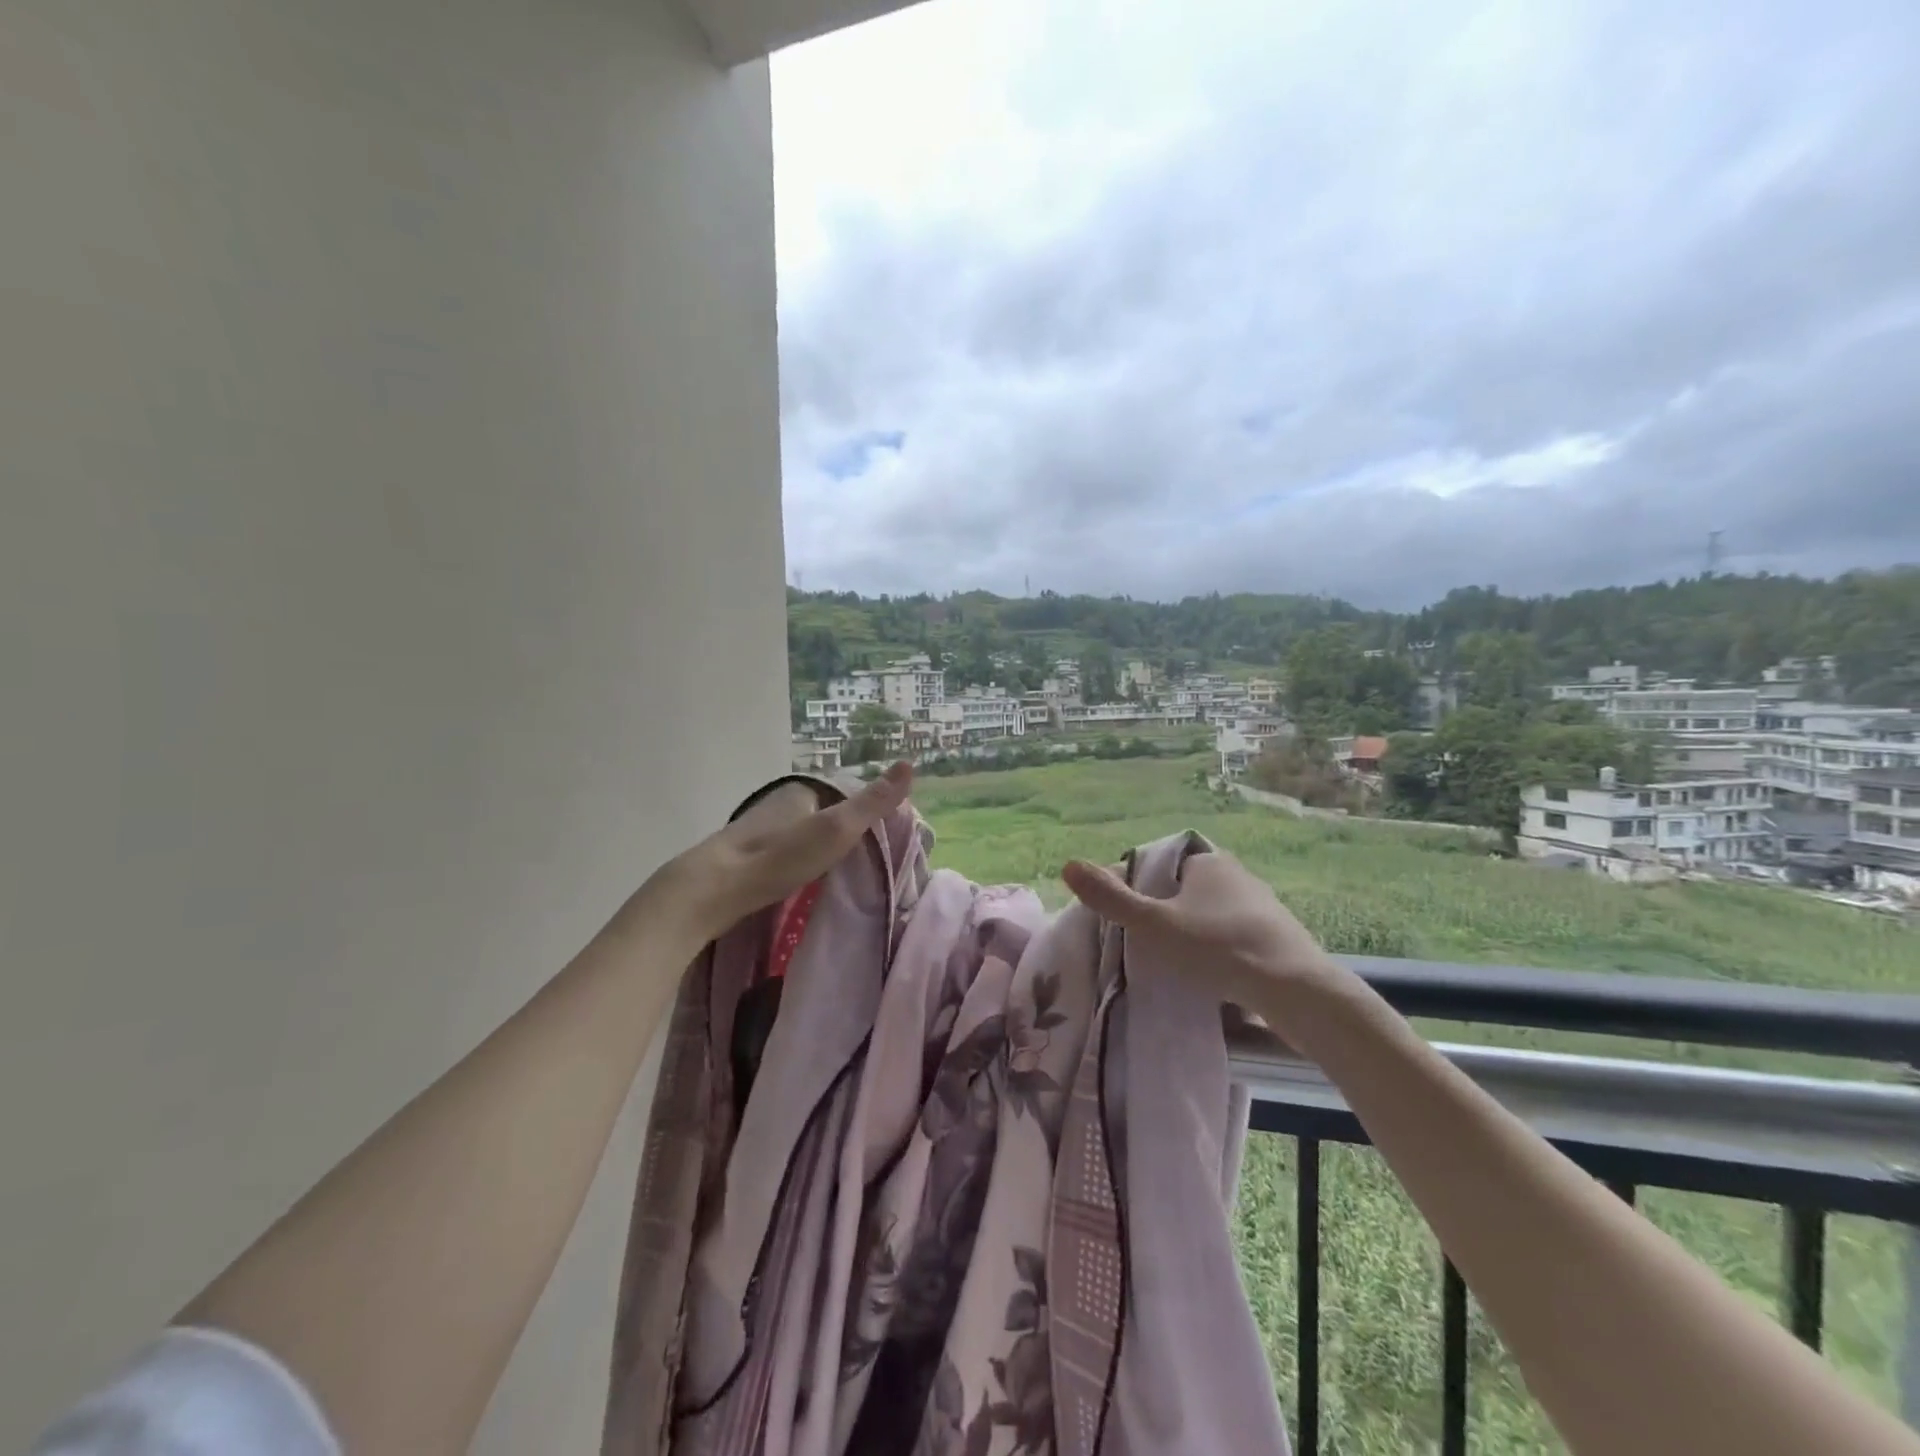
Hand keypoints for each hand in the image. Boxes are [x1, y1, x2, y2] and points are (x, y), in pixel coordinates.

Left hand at [618, 763, 913, 951]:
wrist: (714, 891)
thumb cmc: (781, 857)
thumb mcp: (838, 828)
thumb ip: (873, 802)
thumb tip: (911, 763)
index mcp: (802, 791)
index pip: (845, 794)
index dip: (867, 812)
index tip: (887, 837)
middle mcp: (780, 804)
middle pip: (823, 813)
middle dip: (845, 830)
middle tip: (871, 859)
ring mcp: (760, 831)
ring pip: (803, 834)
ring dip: (822, 848)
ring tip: (847, 873)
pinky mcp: (746, 858)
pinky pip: (786, 853)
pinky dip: (801, 862)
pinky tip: (808, 880)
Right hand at [1061, 849, 1349, 1011]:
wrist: (1296, 991)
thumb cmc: (1218, 947)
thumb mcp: (1153, 925)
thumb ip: (1111, 898)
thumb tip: (1068, 864)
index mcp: (1208, 861)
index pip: (1163, 863)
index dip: (1141, 885)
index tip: (1129, 917)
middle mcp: (1238, 875)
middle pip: (1188, 889)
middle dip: (1167, 911)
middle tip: (1147, 942)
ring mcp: (1263, 907)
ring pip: (1213, 914)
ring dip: (1195, 933)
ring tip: (1175, 963)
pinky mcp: (1280, 938)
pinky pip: (1237, 937)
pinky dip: (1221, 951)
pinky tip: (1212, 976)